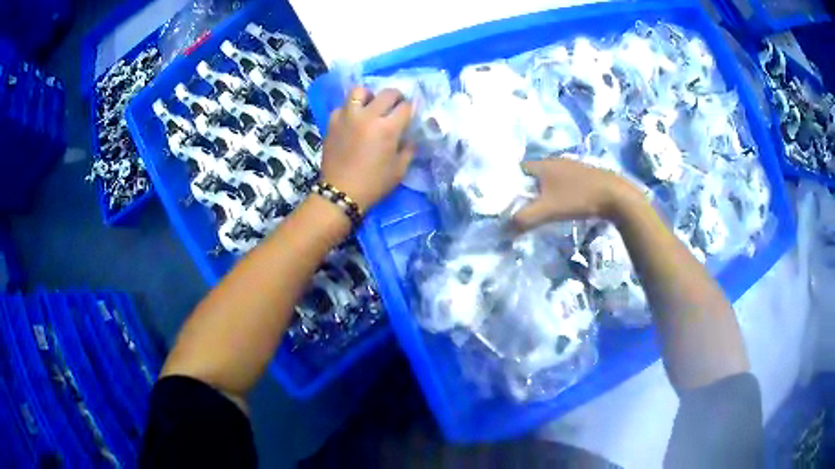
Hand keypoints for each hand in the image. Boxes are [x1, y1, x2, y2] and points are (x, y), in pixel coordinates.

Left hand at [321, 87, 415, 211]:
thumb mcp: (399, 170)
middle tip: (396, 106)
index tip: (410, 115)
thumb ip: (408, 149)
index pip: (406, 107)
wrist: (340, 192)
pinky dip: (350, 109)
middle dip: (396, 98)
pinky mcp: (333, 122)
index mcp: (388, 128)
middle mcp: (368, 116)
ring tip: (371, 107)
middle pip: (387, 93)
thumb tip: (409, 137)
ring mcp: (348, 116)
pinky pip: (343, 106)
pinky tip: (353, 120)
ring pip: (360, 91)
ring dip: (370, 96)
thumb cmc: (374, 184)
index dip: (411, 109)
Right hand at [513, 158, 638, 230]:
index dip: (508, 183)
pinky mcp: (582, 174)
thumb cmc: (579, 198)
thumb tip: (506, 228)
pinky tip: (560, 204)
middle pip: (532, 174)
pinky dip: (555, 191)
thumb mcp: (548, 210)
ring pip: (548, 178)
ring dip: (541, 191)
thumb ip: (524, 219)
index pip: (517, 169)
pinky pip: (561, 181)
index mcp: (543, 164)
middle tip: (520, 207)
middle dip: (524, 189)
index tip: (505, 200)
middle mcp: (554, 160)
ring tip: (539, 208)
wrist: (615, 196)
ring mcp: (570, 166)